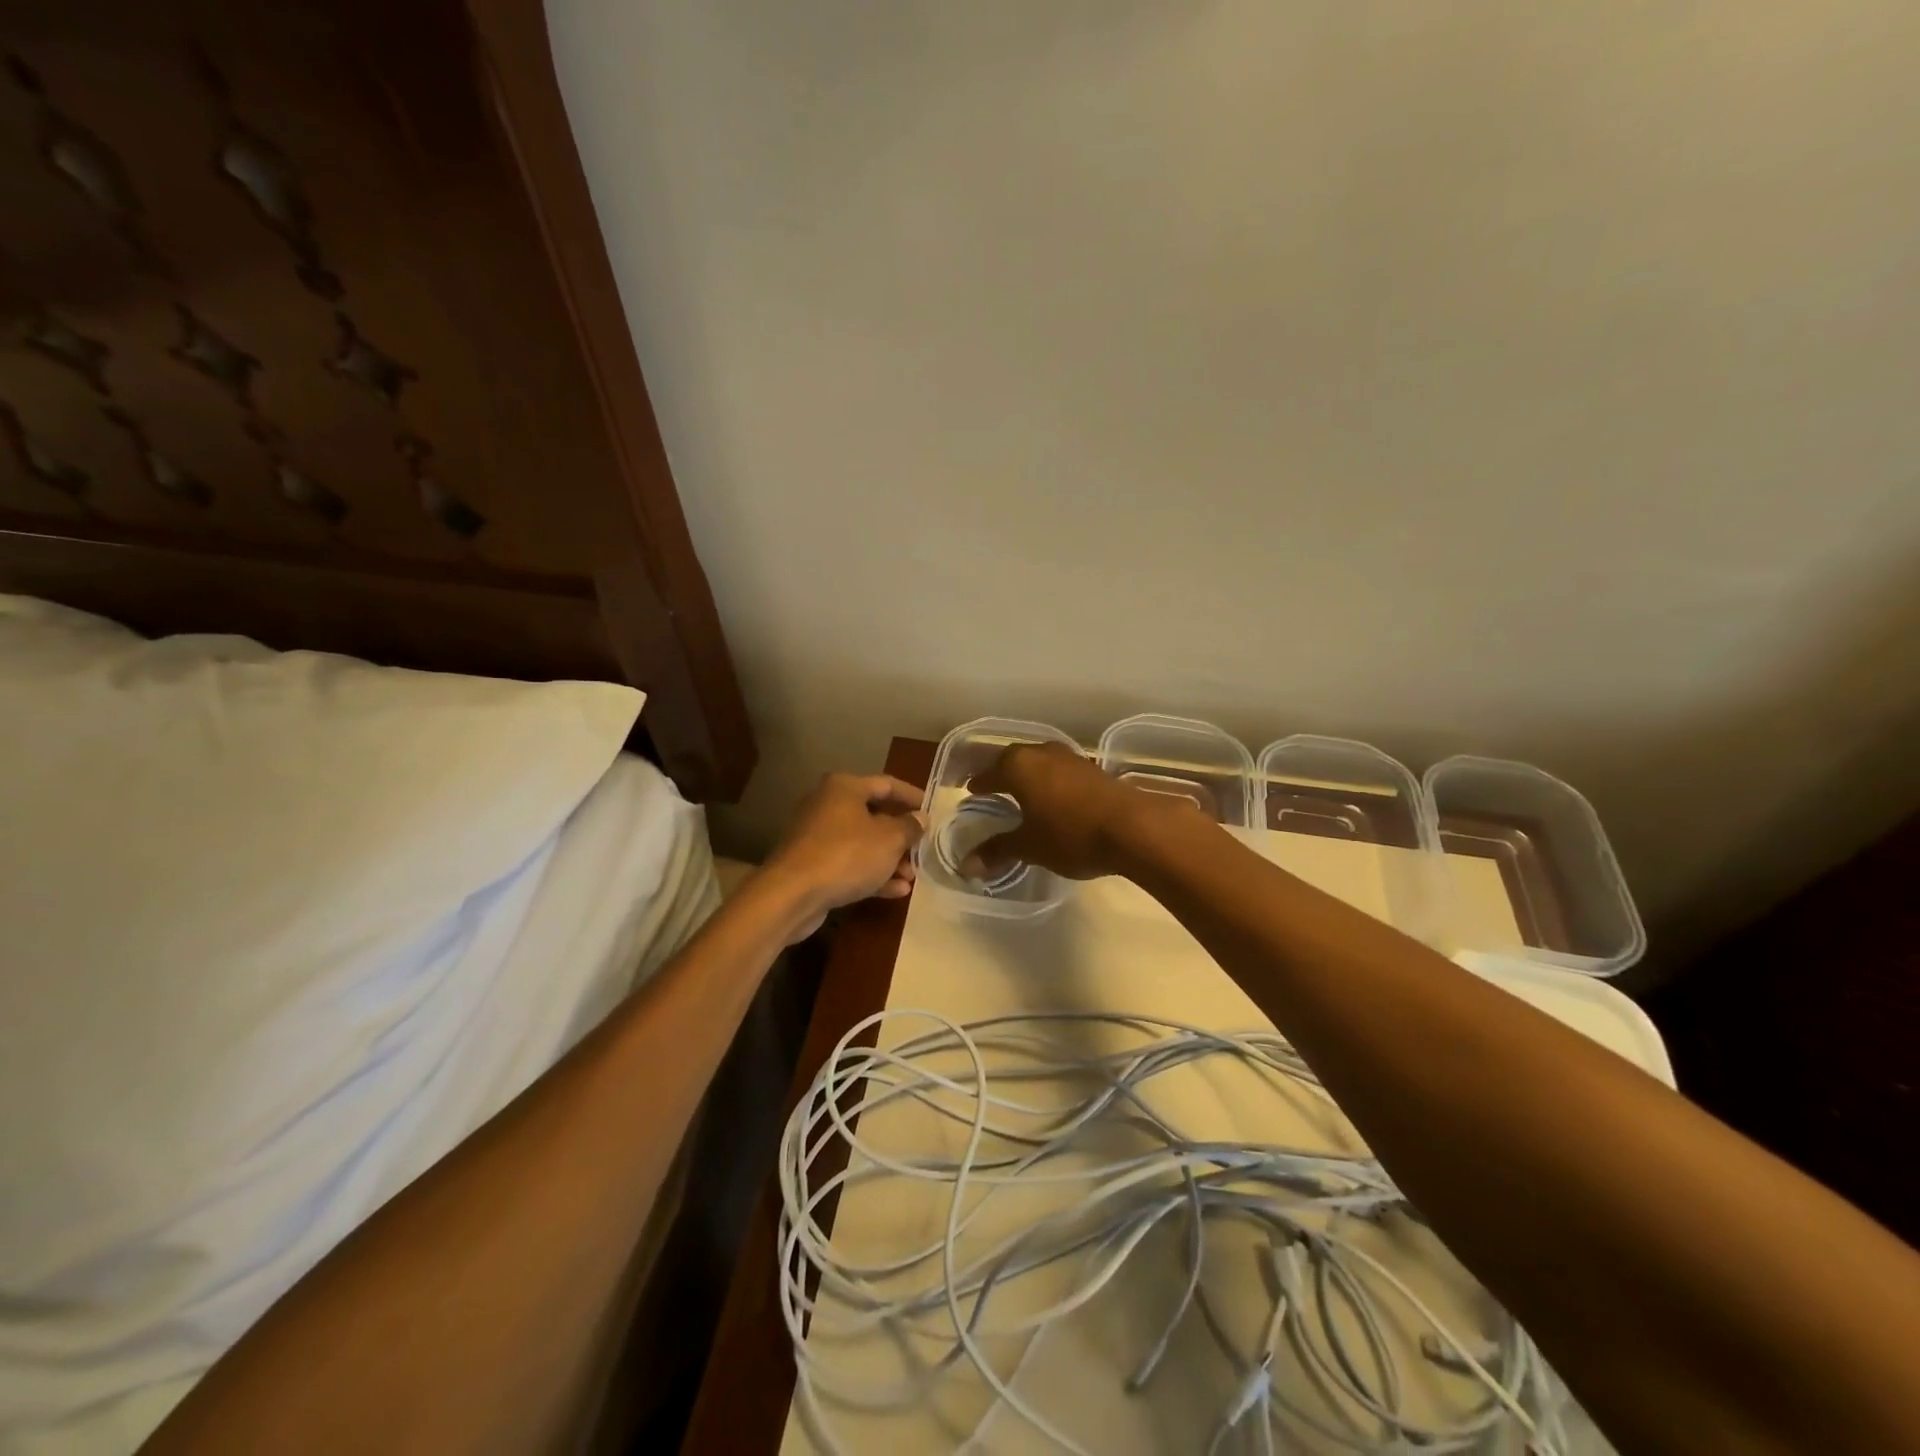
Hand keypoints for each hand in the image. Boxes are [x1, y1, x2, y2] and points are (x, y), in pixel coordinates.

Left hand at [760, 772, 925, 940]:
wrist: (791, 894)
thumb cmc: (846, 855)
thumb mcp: (889, 839)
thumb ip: (909, 826)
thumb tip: (920, 818)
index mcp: (845, 787)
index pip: (887, 784)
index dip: (913, 796)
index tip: (932, 810)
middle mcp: (828, 805)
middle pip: (874, 815)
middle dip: (901, 836)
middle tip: (922, 850)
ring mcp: (817, 836)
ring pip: (862, 843)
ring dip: (889, 859)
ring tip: (911, 877)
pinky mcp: (812, 864)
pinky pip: (849, 864)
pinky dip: (871, 874)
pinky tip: (896, 891)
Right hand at [966, 742, 1184, 880]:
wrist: (1133, 827)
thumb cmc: (1070, 834)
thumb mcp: (1029, 846)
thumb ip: (998, 851)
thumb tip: (967, 866)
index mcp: (1017, 766)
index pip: (989, 773)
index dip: (979, 785)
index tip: (971, 792)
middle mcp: (1041, 753)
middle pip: (1013, 760)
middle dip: (1002, 774)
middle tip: (993, 789)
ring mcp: (1070, 758)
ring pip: (1040, 763)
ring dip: (1030, 776)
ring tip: (1024, 794)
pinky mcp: (1094, 769)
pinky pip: (1061, 772)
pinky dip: (1051, 782)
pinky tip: (1055, 798)